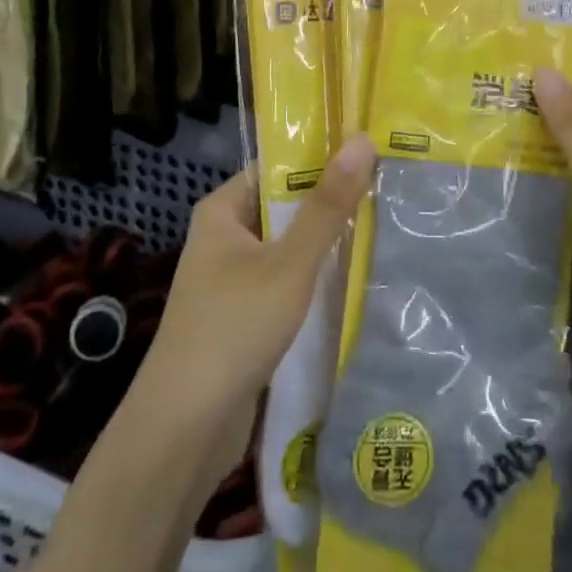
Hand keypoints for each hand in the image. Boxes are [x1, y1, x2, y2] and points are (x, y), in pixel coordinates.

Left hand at [122, 136, 375, 491]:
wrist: (183, 431)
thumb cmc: (233, 329)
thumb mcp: (289, 263)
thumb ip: (327, 206)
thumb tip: (361, 140)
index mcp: (222, 210)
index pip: (276, 166)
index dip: (320, 157)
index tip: (369, 151)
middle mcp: (223, 238)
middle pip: (285, 207)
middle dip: (330, 204)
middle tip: (388, 189)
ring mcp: (231, 280)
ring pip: (288, 249)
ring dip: (326, 245)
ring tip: (384, 227)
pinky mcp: (243, 317)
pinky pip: (285, 284)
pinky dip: (314, 281)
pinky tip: (355, 280)